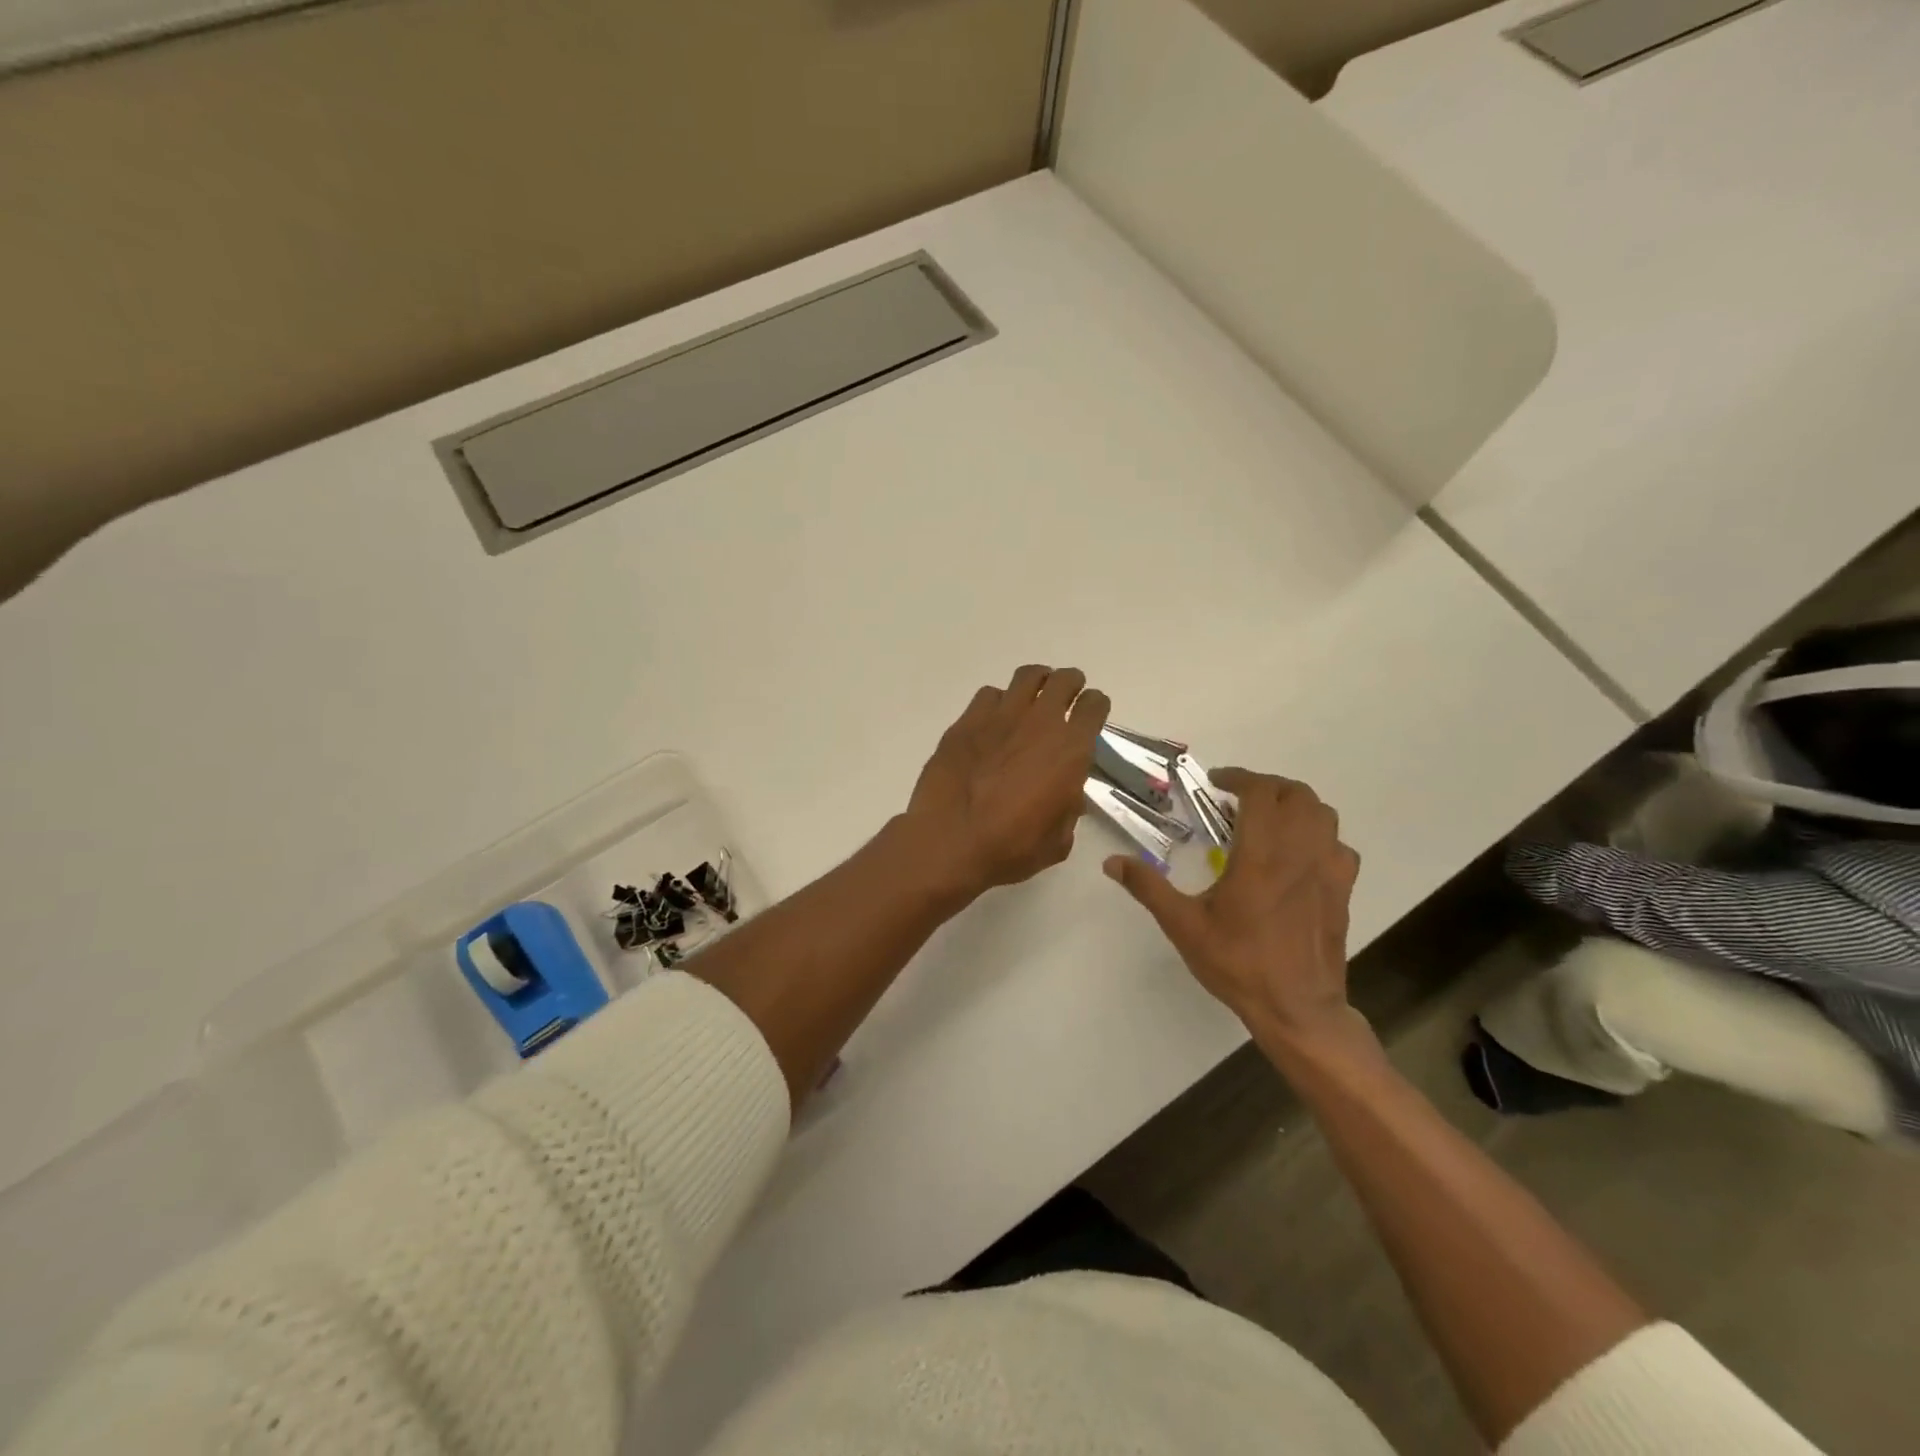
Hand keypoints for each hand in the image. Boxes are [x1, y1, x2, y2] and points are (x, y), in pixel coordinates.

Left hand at [904, 664, 1108, 898]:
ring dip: (1037, 682)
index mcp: (1071, 749)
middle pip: (1063, 680)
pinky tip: (994, 719)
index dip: (1095, 707)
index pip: (1095, 705)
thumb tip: (1067, 796)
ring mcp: (1001, 716)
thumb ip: (1069, 809)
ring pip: (1027, 676)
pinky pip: (989, 694)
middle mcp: (1040, 722)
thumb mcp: (1058, 840)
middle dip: (1070, 685)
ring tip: (1033, 697)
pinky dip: (998, 701)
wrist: (950, 840)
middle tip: (1066, 697)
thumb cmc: (1011, 847)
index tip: (1090, 714)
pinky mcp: (967, 721)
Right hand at [1105, 768, 1364, 1053]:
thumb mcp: (1184, 926)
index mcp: (1260, 855)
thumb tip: (1111, 861)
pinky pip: (1339, 845)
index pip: (1260, 792)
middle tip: (1238, 799)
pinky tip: (1299, 855)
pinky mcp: (1343, 890)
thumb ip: (1148, 887)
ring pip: (1323, 814)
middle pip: (1296, 794)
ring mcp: (1328, 870)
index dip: (1238, 777)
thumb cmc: (1238, 963)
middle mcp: (1299, 852)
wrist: (1297, 1008)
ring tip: (1269, 819)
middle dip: (1267, 786)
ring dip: (1295, 805)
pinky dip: (1319, 836)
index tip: (1216, 782)